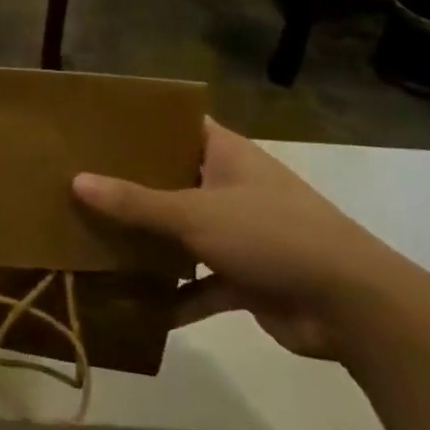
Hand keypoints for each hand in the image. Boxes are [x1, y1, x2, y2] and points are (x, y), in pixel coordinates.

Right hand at [72, 119, 406, 359]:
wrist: (353, 306)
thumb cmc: (271, 235)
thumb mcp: (195, 213)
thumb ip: (136, 202)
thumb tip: (77, 181)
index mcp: (226, 155)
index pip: (179, 125)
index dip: (142, 123)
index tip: (97, 126)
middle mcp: (232, 187)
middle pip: (174, 179)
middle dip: (133, 186)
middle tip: (79, 182)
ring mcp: (241, 233)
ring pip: (184, 232)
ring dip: (151, 242)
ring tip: (96, 239)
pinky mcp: (247, 278)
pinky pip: (200, 283)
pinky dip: (175, 295)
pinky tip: (137, 306)